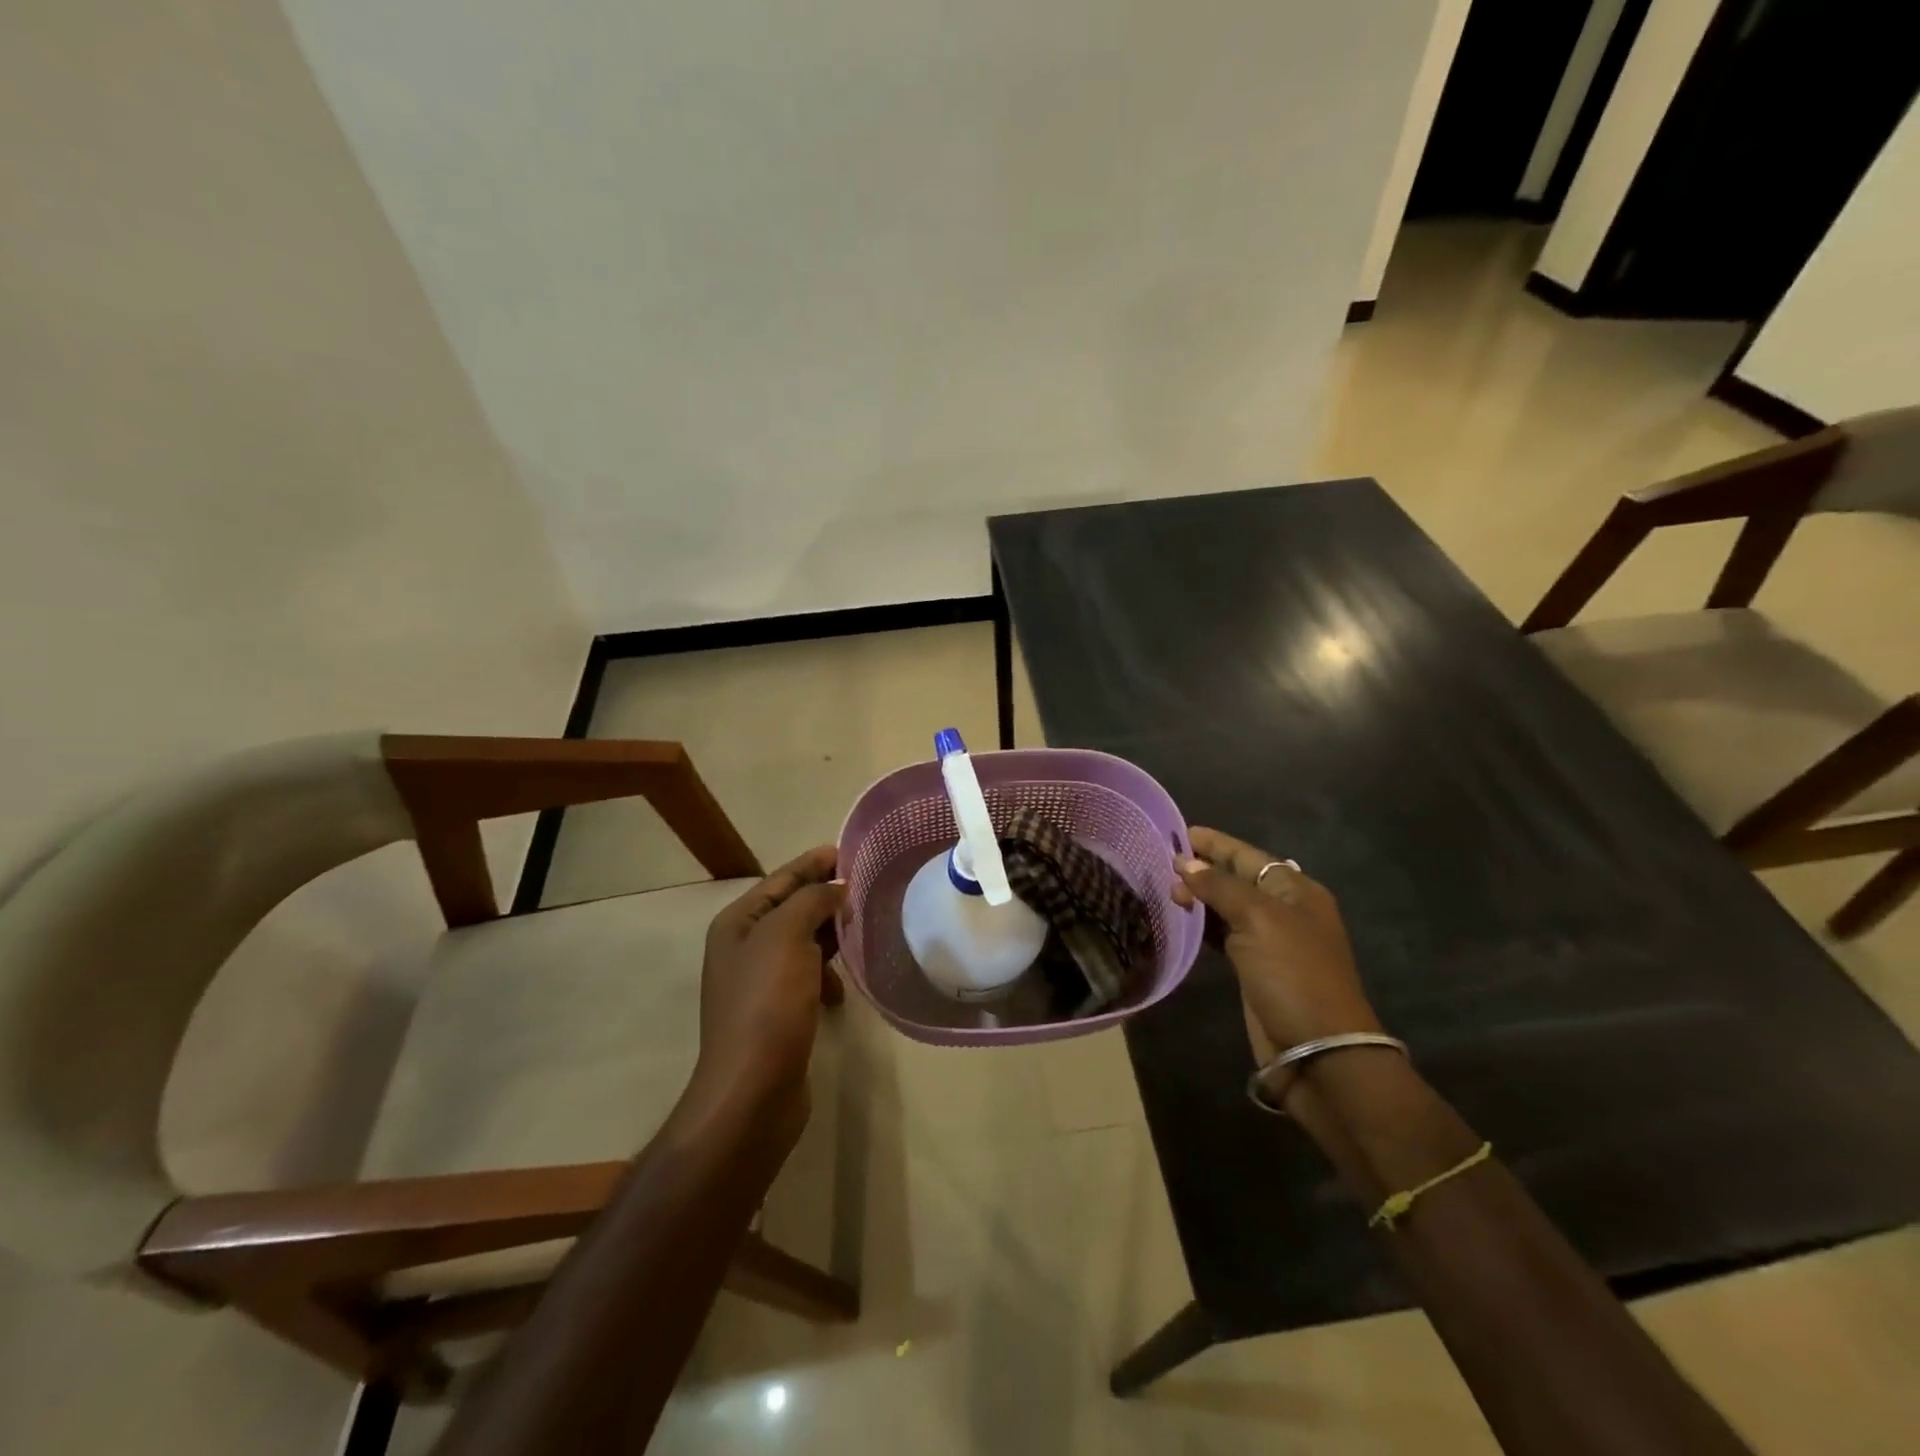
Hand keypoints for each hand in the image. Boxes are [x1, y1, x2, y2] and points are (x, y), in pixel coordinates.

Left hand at [685, 846, 845, 1140]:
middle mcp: (744, 947)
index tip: (850, 850)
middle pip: (792, 908)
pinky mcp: (778, 1012)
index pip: (781, 879)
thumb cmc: (766, 1005)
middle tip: (868, 887)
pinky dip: (826, 976)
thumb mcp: (786, 938)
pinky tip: (840, 992)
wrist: (752, 1092)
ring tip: (861, 933)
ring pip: (803, 942)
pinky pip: (807, 976)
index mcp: (738, 924)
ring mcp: (760, 982)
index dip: (813, 863)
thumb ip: (811, 901)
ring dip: (830, 937)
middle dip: (827, 897)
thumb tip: (836, 887)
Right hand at [1172, 826, 1380, 1065]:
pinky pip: (1222, 934)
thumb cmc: (1293, 974)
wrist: (1317, 1051)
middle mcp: (1283, 910)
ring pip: (1226, 906)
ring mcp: (1268, 941)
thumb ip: (1220, 887)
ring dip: (1198, 896)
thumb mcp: (1259, 920)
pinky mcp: (1253, 968)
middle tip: (1162, 866)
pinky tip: (1179, 920)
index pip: (1248, 856)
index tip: (1179, 833)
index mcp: (1294, 891)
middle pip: (1236, 878)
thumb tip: (1186, 863)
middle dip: (1202, 869)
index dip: (1215, 843)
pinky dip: (1201, 924)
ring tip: (1165, 890)